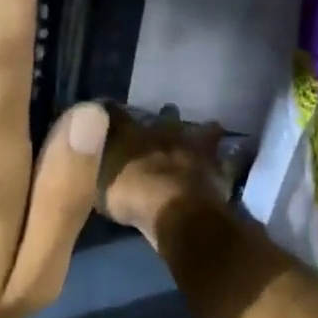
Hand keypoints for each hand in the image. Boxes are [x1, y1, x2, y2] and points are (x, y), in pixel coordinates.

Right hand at [97, 104, 233, 244]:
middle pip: (168, 117)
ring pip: (204, 131)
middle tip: (167, 115)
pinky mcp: (220, 170)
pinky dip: (231, 160)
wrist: (174, 210)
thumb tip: (84, 143)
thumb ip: (92, 162)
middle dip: (166, 116)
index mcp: (135, 134)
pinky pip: (230, 161)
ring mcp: (197, 150)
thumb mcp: (97, 181)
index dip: (113, 111)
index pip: (118, 114)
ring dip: (205, 131)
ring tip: (209, 129)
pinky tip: (233, 159)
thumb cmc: (129, 194)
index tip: (109, 108)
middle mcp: (167, 134)